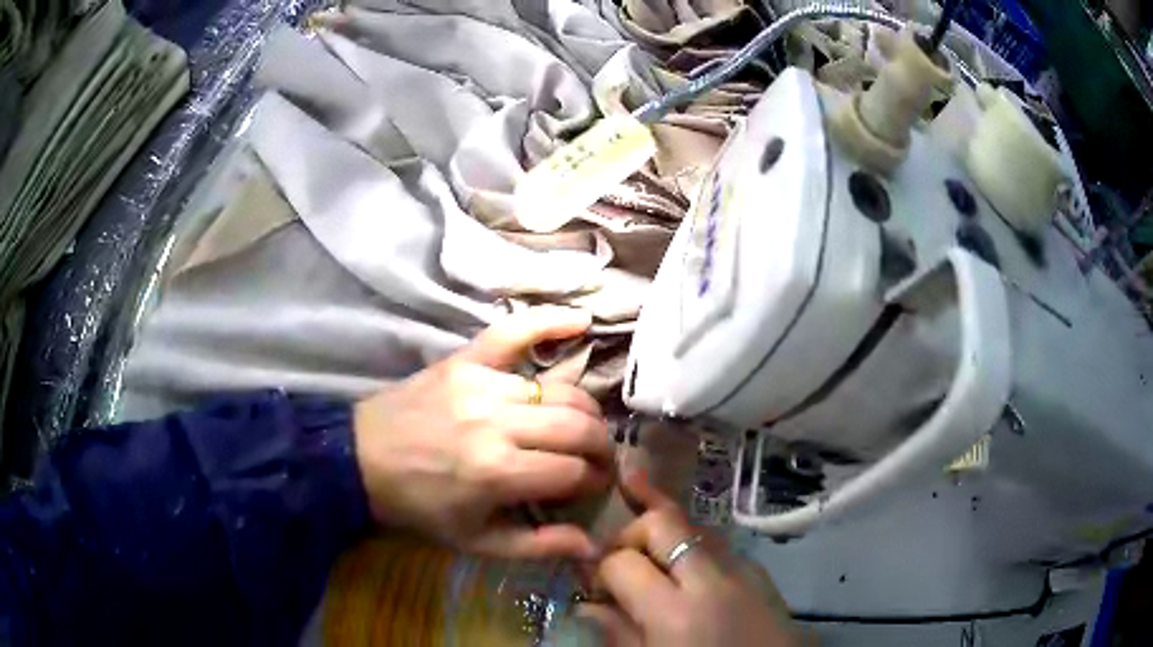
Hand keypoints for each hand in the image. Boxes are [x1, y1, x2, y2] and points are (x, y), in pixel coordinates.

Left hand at [352, 307, 611, 559]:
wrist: (361, 460)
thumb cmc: (419, 507)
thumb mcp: (475, 542)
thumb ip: (537, 546)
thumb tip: (592, 546)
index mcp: (497, 473)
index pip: (575, 472)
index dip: (595, 482)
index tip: (594, 487)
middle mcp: (496, 423)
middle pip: (579, 427)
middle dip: (601, 447)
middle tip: (598, 460)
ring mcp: (481, 384)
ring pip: (562, 390)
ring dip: (585, 411)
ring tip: (583, 427)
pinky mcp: (465, 360)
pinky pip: (514, 333)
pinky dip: (551, 322)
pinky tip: (582, 320)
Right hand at [578, 472, 799, 646]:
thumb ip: (618, 633)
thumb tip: (589, 605)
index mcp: (676, 613)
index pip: (622, 562)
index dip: (601, 569)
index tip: (595, 586)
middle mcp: (711, 579)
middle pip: (662, 521)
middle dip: (631, 531)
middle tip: (618, 558)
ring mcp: (743, 568)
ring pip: (693, 525)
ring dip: (665, 536)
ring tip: (646, 555)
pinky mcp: (760, 571)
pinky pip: (718, 545)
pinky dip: (693, 550)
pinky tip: (684, 570)